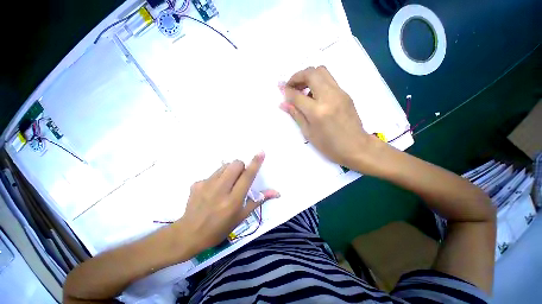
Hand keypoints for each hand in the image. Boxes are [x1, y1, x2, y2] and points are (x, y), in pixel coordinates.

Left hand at [176, 152, 278, 253]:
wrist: (189, 234)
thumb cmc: (220, 229)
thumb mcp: (242, 217)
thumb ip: (258, 200)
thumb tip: (276, 192)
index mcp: (233, 200)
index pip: (247, 177)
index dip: (255, 163)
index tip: (260, 152)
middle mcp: (220, 190)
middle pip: (235, 164)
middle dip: (241, 167)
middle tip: (239, 178)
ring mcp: (206, 185)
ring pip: (224, 166)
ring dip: (230, 171)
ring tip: (226, 184)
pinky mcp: (197, 183)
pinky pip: (213, 173)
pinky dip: (218, 178)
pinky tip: (212, 191)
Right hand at [279, 66, 374, 168]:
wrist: (356, 147)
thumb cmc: (329, 145)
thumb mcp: (308, 133)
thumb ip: (296, 115)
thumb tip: (283, 104)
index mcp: (317, 111)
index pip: (297, 95)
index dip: (287, 91)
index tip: (281, 90)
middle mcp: (329, 97)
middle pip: (311, 73)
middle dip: (297, 76)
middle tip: (291, 86)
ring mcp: (340, 93)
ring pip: (322, 71)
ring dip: (308, 76)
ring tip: (302, 90)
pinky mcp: (345, 93)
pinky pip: (329, 80)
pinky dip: (317, 82)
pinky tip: (314, 96)